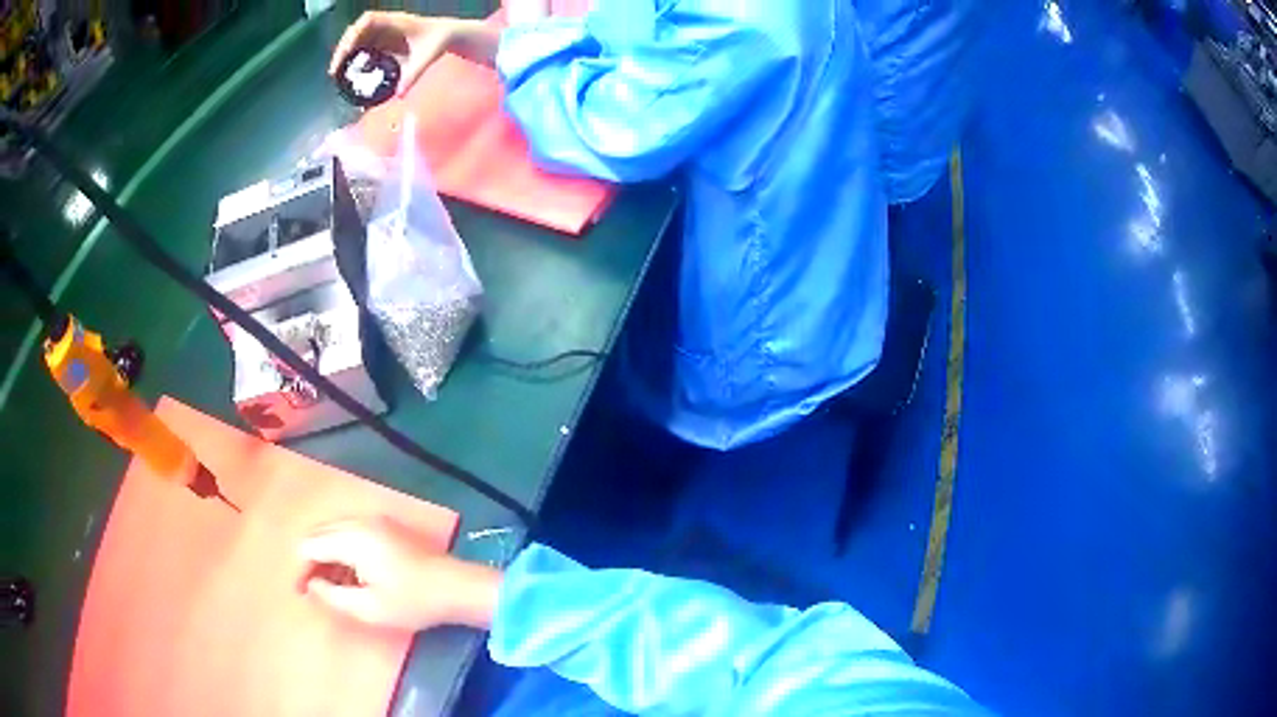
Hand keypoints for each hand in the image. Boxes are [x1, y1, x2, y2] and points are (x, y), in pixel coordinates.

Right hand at [299, 516, 500, 631]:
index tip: (300, 593)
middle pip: (320, 534)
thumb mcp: (368, 608)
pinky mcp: (387, 526)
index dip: (300, 570)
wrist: (457, 587)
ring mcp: (376, 520)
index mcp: (352, 538)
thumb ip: (332, 596)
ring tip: (333, 587)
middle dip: (311, 562)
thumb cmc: (412, 601)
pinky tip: (352, 576)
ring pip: (335, 533)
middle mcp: (360, 521)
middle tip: (314, 591)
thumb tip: (311, 586)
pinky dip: (344, 551)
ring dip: (328, 556)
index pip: (309, 546)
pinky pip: (352, 533)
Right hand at [328, 12, 498, 97]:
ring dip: (345, 54)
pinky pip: (363, 47)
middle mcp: (385, 24)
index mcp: (395, 21)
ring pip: (356, 39)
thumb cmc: (437, 42)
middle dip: (342, 48)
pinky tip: (349, 73)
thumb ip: (414, 74)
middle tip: (334, 71)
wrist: (447, 35)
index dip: (353, 34)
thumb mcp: (427, 57)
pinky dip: (354, 58)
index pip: (367, 20)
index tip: (345, 52)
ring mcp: (382, 32)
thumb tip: (400, 95)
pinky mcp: (382, 41)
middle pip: (356, 30)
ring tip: (337, 74)